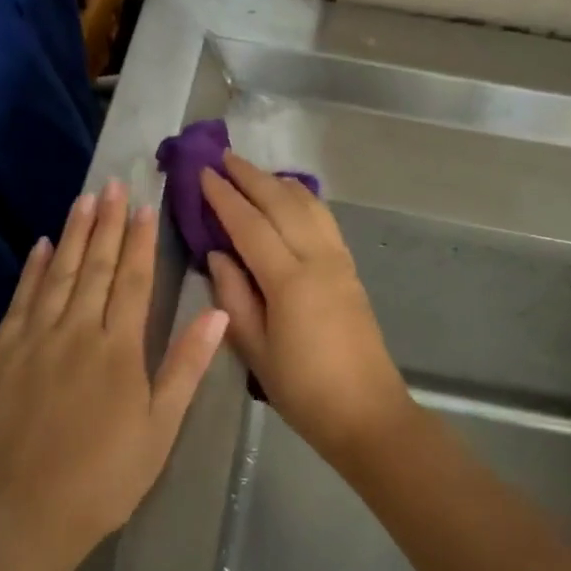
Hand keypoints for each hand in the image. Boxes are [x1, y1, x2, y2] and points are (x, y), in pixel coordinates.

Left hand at [0, 181, 228, 565]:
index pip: (132, 280)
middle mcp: (76, 331)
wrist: (24, 513)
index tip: (145, 206)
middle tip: (114, 184)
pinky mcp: (3, 355)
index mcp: (118, 348)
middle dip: (107, 223)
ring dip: (73, 234)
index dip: (140, 241)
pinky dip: (32, 270)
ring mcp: (35, 340)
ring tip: (84, 199)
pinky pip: (21, 301)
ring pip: (58, 274)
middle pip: (95, 266)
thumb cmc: (104, 477)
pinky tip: (41, 246)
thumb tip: (216, 312)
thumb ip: (186, 366)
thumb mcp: (159, 428)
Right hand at [200, 152, 413, 464]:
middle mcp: (317, 260)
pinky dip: (303, 199)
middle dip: (251, 176)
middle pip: (282, 203)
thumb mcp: (254, 352)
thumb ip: (232, 298)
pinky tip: (291, 197)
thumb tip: (217, 254)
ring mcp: (339, 261)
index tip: (203, 173)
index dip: (224, 197)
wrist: (367, 413)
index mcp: (289, 282)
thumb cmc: (303, 390)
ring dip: (278, 181)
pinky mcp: (351, 269)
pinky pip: (324, 219)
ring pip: (308, 205)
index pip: (250, 225)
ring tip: (253, 171)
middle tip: (223, 157)